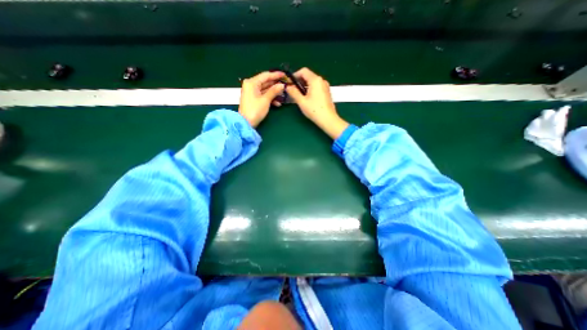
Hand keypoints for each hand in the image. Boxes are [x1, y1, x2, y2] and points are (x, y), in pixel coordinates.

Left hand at [237, 71, 284, 126]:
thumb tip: (282, 85)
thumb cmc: (255, 110)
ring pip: (265, 89)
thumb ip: (274, 91)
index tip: (285, 75)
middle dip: (276, 84)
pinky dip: (270, 98)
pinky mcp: (253, 99)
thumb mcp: (266, 100)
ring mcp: (252, 92)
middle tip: (285, 85)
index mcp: (252, 82)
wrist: (246, 123)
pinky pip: (263, 95)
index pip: (266, 75)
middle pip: (265, 82)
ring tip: (283, 95)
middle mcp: (251, 85)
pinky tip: (278, 103)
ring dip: (274, 93)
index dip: (276, 75)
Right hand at [286, 68, 346, 138]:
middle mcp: (321, 80)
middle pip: (308, 76)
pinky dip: (310, 89)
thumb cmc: (314, 110)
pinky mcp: (326, 92)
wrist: (328, 120)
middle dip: (299, 81)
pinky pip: (316, 87)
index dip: (295, 75)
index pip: (303, 71)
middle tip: (292, 90)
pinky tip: (307, 98)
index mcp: (315, 80)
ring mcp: (325, 86)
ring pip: (312, 82)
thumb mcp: (302, 101)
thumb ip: (293, 92)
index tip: (289, 83)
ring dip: (304, 86)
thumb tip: (288, 87)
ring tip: (298, 95)